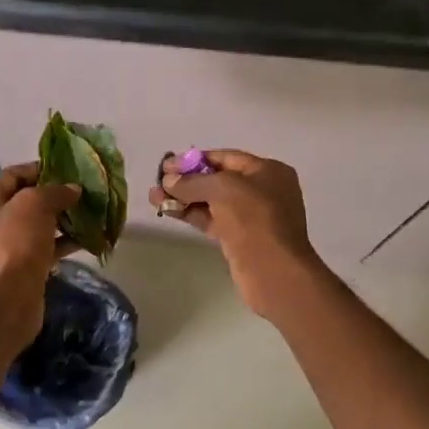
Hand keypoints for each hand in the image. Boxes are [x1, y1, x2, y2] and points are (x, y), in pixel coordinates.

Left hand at [0, 163, 78, 347]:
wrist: (6, 300)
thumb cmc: (14, 244)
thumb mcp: (35, 205)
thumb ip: (55, 191)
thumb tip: (72, 189)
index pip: (12, 174)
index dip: (40, 169)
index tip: (68, 170)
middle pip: (24, 200)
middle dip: (54, 196)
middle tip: (81, 193)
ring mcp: (1, 247)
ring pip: (36, 226)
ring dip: (61, 220)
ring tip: (89, 214)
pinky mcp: (18, 268)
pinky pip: (42, 248)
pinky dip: (61, 242)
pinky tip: (86, 239)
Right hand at [150, 150, 326, 318]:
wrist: (274, 271)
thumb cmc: (255, 219)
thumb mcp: (223, 189)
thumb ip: (193, 182)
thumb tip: (168, 181)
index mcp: (268, 171)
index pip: (226, 158)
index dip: (195, 160)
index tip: (167, 166)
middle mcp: (262, 190)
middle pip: (218, 179)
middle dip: (187, 180)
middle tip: (158, 183)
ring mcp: (251, 216)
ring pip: (212, 201)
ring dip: (184, 198)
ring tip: (154, 197)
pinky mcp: (239, 238)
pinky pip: (212, 219)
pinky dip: (192, 214)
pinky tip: (168, 211)